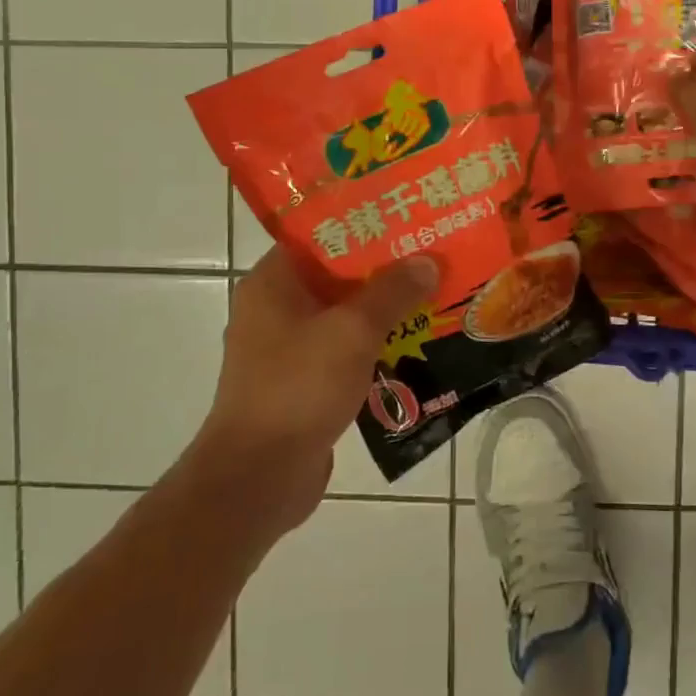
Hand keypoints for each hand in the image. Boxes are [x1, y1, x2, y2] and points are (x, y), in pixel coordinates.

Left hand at [196, 246, 436, 534]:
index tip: (409, 218)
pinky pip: (345, 349)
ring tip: (436, 293)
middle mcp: (275, 308)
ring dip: (385, 308)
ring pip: (344, 314)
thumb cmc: (298, 389)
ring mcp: (287, 347)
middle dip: (385, 267)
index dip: (366, 224)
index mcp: (273, 282)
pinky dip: (375, 344)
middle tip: (434, 254)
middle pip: (337, 275)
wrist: (259, 477)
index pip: (321, 235)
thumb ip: (392, 292)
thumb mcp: (352, 332)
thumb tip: (428, 260)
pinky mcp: (303, 381)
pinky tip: (416, 342)